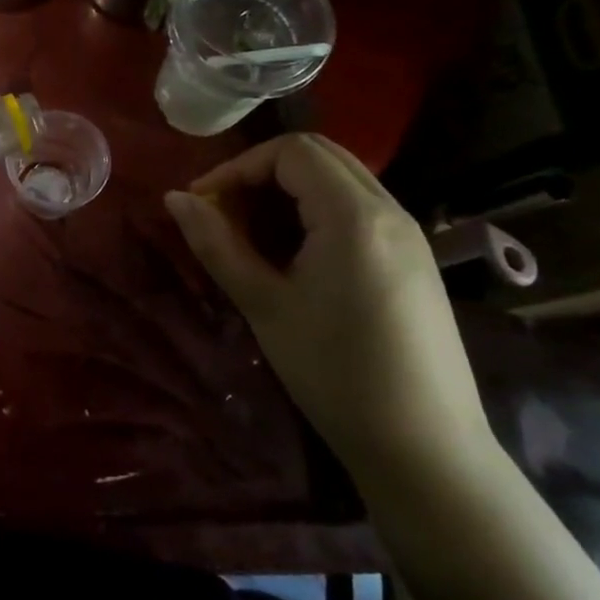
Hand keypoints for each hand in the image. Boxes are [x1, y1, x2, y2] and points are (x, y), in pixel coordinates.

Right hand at [164, 133, 496, 492]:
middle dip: (263, 172)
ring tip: (254, 234)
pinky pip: (360, 208)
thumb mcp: (264, 305)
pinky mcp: (416, 259)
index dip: (238, 167)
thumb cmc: (334, 373)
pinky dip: (318, 210)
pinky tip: (296, 256)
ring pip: (342, 179)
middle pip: (319, 154)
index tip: (204, 204)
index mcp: (353, 215)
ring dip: (290, 190)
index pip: (290, 151)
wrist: (424, 448)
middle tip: (225, 213)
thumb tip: (175, 198)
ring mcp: (410, 234)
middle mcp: (389, 210)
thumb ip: (217, 244)